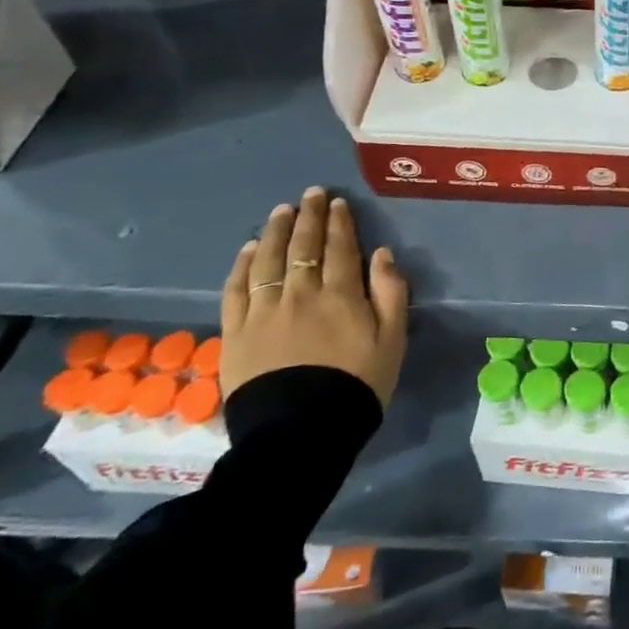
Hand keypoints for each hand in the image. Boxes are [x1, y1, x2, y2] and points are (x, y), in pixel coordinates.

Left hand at [220, 187, 407, 407]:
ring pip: (269, 260)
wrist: (300, 434)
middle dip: (309, 216)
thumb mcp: (392, 340)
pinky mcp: (236, 332)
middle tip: (312, 194)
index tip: (338, 203)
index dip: (339, 222)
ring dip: (276, 231)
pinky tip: (250, 249)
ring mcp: (264, 311)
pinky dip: (243, 265)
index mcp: (341, 295)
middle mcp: (301, 294)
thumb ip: (391, 293)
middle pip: (304, 246)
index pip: (340, 248)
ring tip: (281, 211)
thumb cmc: (356, 386)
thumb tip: (382, 253)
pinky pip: (237, 289)